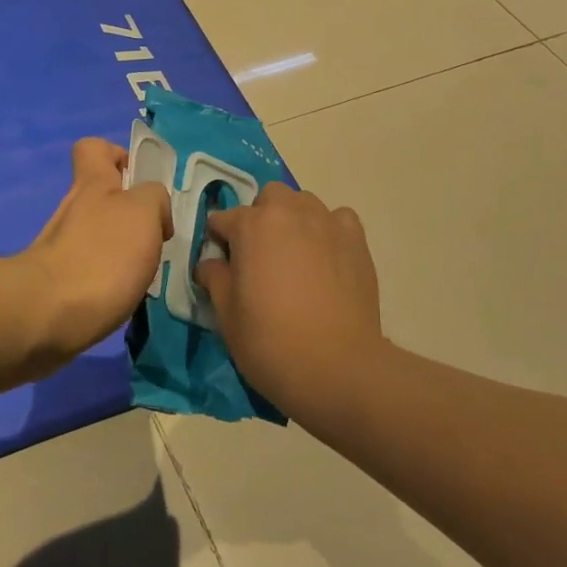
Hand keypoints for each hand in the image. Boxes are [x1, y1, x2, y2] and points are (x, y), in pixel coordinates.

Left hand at [21, 139, 169, 359]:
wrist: (48, 316)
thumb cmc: (102, 255)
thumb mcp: (144, 212)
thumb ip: (155, 198)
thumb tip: (154, 212)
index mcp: (93, 183)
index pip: (94, 148)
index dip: (118, 155)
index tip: (140, 180)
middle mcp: (74, 208)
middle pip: (102, 196)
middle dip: (133, 214)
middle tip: (157, 236)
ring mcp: (63, 246)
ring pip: (100, 234)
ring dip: (125, 249)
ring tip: (147, 271)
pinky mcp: (60, 281)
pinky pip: (93, 268)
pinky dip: (111, 279)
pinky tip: (126, 296)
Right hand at [197, 183, 384, 418]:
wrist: (337, 368)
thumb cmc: (271, 342)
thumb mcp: (226, 316)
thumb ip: (215, 279)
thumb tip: (210, 264)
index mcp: (251, 225)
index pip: (222, 219)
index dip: (218, 241)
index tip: (221, 266)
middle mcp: (289, 212)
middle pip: (268, 198)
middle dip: (259, 218)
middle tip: (260, 257)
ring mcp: (327, 222)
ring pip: (304, 203)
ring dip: (293, 220)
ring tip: (295, 256)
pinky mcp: (356, 240)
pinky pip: (338, 219)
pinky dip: (329, 230)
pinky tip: (327, 257)